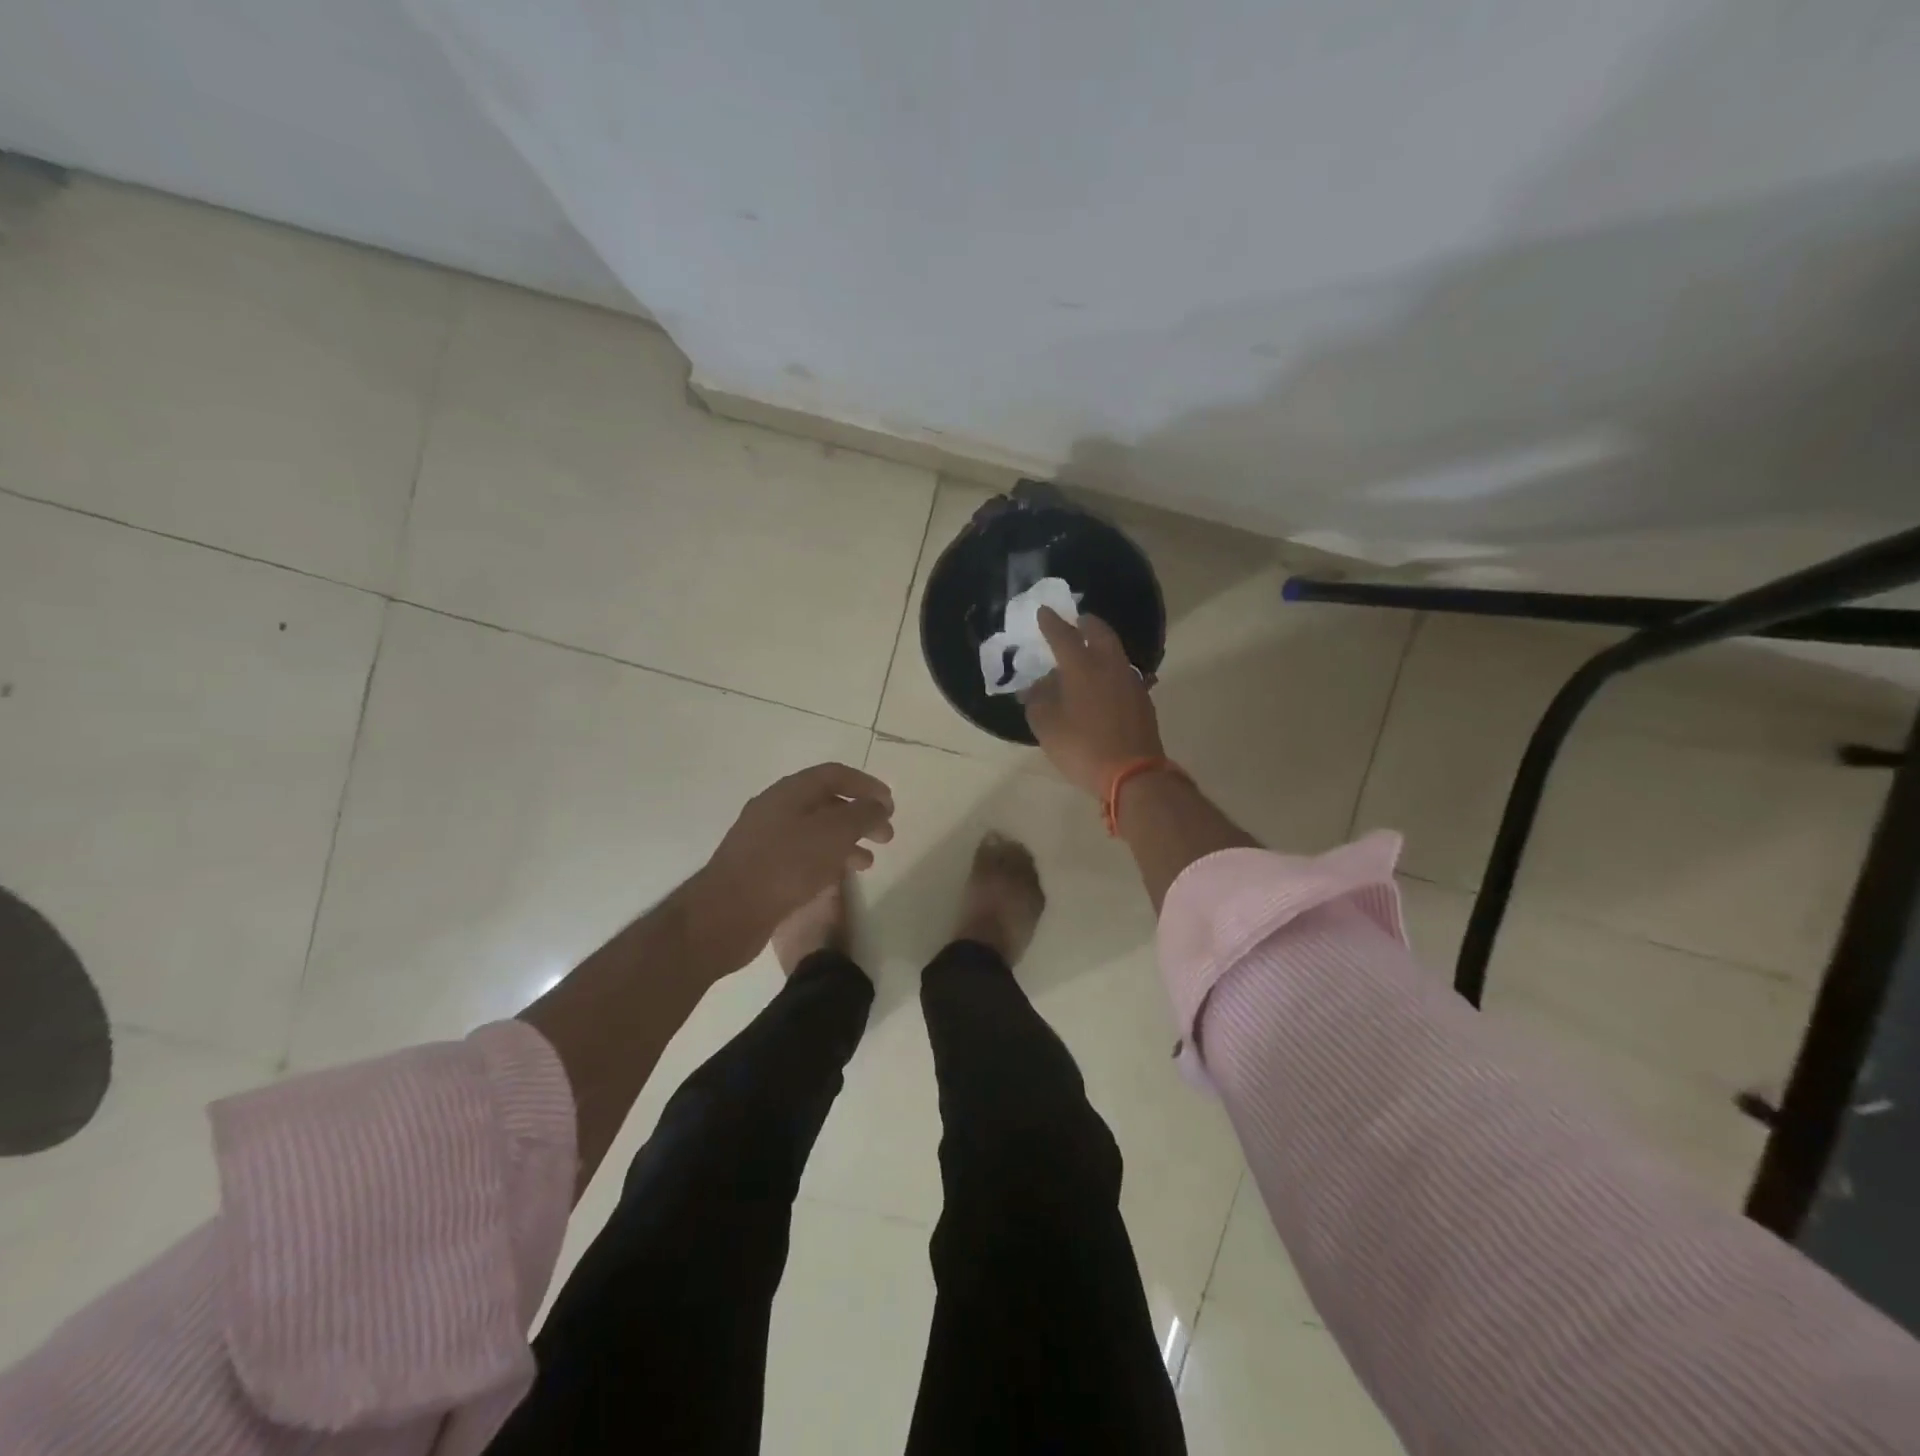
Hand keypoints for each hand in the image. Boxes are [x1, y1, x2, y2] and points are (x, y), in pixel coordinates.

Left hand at [697, 762, 894, 955]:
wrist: (727, 913)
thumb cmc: (785, 866)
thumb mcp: (833, 834)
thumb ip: (861, 814)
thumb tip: (878, 804)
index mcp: (789, 792)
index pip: (834, 775)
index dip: (866, 785)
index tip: (890, 804)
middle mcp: (775, 809)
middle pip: (825, 803)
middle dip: (859, 816)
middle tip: (885, 836)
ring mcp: (764, 839)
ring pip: (814, 831)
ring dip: (846, 841)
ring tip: (867, 862)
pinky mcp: (760, 868)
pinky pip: (801, 855)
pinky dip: (825, 860)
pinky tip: (837, 878)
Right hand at [1023, 608, 1163, 797]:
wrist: (1133, 773)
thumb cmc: (1082, 747)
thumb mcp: (1046, 726)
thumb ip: (1037, 700)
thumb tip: (1036, 686)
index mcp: (1082, 666)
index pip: (1063, 635)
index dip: (1051, 623)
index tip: (1043, 612)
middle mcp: (1109, 665)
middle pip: (1099, 632)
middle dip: (1085, 623)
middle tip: (1075, 622)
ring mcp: (1130, 681)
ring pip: (1114, 652)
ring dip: (1100, 645)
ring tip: (1087, 652)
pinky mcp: (1142, 699)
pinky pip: (1122, 673)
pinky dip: (1109, 669)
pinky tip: (1102, 683)